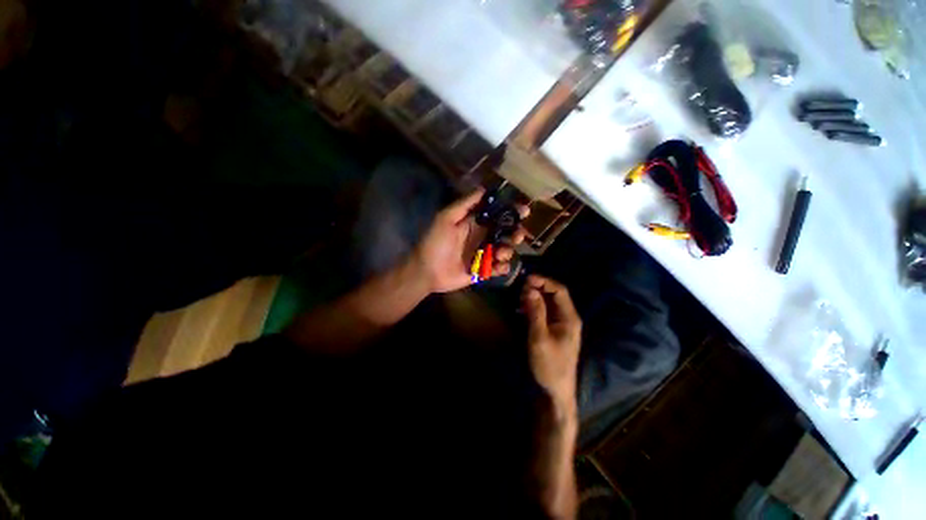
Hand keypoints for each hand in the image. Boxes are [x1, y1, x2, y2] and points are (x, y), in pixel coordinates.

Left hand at [414, 188, 529, 293]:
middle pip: (506, 233)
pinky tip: (497, 267)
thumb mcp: (446, 218)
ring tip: (498, 254)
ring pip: (505, 250)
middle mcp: (482, 238)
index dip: (511, 211)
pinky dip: (502, 268)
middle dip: (515, 233)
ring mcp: (483, 255)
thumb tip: (483, 188)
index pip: (497, 215)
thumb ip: (464, 205)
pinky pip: (499, 268)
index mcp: (475, 224)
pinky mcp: (483, 270)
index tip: (524, 210)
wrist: (426, 271)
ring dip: (507, 251)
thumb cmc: (434, 242)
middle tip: (516, 235)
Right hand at [522, 276, 581, 410]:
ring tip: (519, 298)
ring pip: (548, 303)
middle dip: (538, 289)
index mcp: (569, 317)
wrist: (556, 391)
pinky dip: (534, 307)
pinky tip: (522, 309)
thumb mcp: (539, 338)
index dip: (544, 282)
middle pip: (554, 295)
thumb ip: (536, 312)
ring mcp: (561, 324)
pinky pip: (544, 312)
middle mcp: (567, 317)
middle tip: (520, 290)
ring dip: (534, 297)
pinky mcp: (553, 330)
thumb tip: (530, 290)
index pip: (560, 290)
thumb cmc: (549, 365)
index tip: (527, 279)